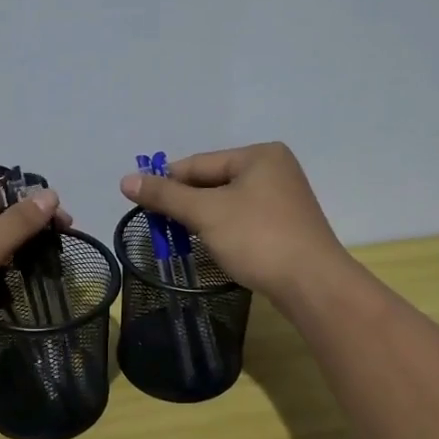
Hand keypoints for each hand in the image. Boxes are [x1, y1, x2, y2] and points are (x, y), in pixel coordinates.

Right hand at [120, 142, 350, 306]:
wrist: (312, 284)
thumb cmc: (257, 238)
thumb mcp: (205, 213)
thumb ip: (165, 195)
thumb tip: (126, 180)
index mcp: (259, 155)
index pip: (199, 163)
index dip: (167, 181)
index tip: (139, 201)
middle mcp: (275, 169)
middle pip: (214, 181)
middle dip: (186, 203)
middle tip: (157, 225)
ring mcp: (284, 198)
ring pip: (228, 202)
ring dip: (202, 218)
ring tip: (179, 237)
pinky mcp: (287, 225)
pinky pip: (244, 219)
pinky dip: (223, 229)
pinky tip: (211, 245)